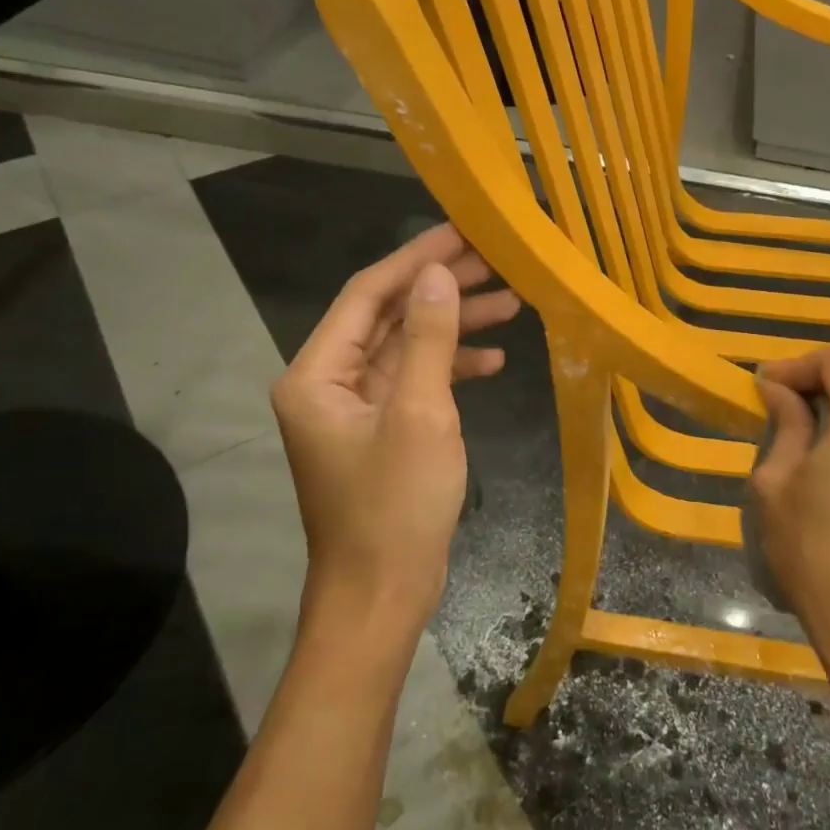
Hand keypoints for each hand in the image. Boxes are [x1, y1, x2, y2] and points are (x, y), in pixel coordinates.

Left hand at [272, 223, 520, 642]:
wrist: (381, 596)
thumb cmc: (395, 506)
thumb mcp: (419, 414)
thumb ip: (430, 339)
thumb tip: (439, 274)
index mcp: (317, 374)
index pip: (367, 295)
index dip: (415, 260)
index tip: (462, 232)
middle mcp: (329, 383)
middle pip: (389, 317)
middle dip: (442, 289)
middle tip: (496, 262)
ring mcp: (357, 409)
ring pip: (408, 348)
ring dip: (455, 326)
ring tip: (511, 304)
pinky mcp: (383, 432)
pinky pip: (416, 383)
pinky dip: (452, 368)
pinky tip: (494, 361)